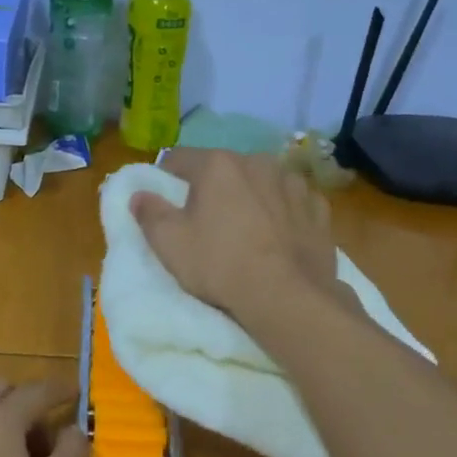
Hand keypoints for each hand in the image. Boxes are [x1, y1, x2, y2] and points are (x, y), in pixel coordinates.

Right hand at [131, 148, 344, 326]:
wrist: (287, 297)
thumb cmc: (221, 265)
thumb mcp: (170, 243)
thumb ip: (149, 213)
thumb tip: (138, 194)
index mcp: (218, 165)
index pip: (179, 158)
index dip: (167, 178)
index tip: (165, 201)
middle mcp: (258, 162)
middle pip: (224, 168)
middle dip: (212, 187)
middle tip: (205, 220)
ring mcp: (293, 183)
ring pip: (261, 182)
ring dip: (251, 196)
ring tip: (247, 228)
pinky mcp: (317, 208)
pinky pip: (292, 201)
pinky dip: (283, 211)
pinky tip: (279, 235)